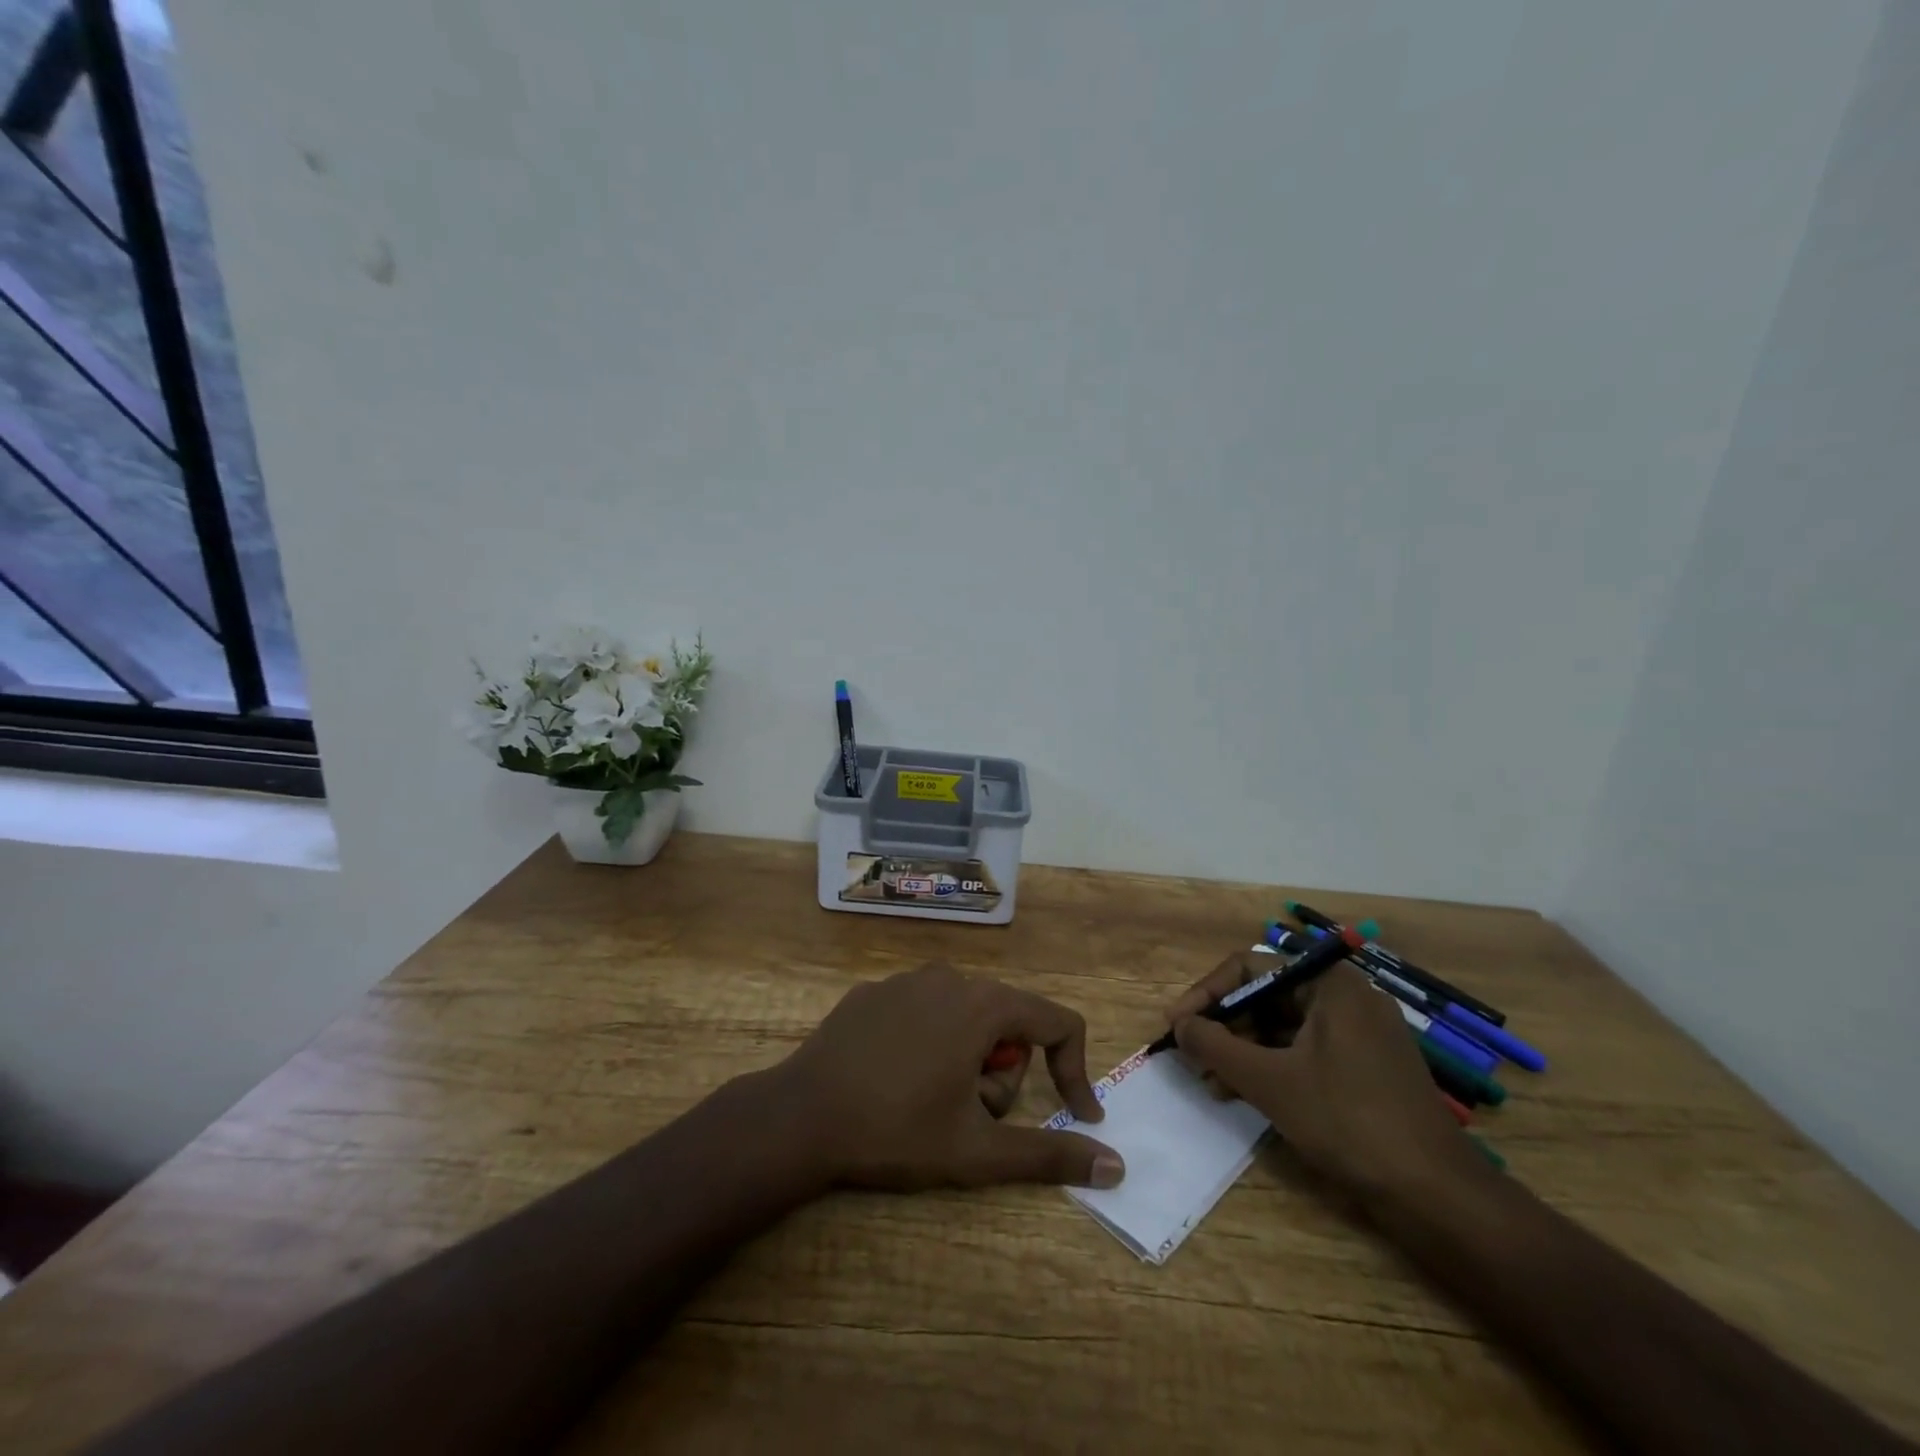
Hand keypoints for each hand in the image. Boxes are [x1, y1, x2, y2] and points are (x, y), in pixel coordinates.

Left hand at [775, 963, 1124, 1191]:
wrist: (800, 1116)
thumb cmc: (897, 1130)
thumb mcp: (978, 1151)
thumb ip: (1050, 1155)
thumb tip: (1116, 1167)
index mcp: (983, 1005)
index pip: (1058, 1022)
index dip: (1075, 1070)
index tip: (1076, 1115)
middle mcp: (951, 978)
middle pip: (1009, 1023)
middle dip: (1003, 1075)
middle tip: (970, 1116)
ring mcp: (907, 979)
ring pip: (967, 1017)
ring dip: (968, 1060)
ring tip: (931, 1100)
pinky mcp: (874, 990)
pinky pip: (925, 1012)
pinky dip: (929, 1044)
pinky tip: (895, 1079)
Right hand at [1166, 956, 1483, 1203]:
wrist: (1438, 1196)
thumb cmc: (1349, 1122)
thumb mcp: (1269, 1082)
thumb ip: (1216, 1046)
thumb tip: (1179, 1025)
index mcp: (1330, 984)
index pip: (1249, 967)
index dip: (1206, 994)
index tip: (1176, 1024)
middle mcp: (1346, 997)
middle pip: (1266, 997)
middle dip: (1224, 1027)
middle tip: (1192, 1057)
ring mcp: (1360, 1034)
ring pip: (1282, 1028)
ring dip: (1242, 1051)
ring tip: (1211, 1083)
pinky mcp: (1366, 1068)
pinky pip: (1304, 1052)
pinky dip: (1271, 1067)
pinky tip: (1244, 1094)